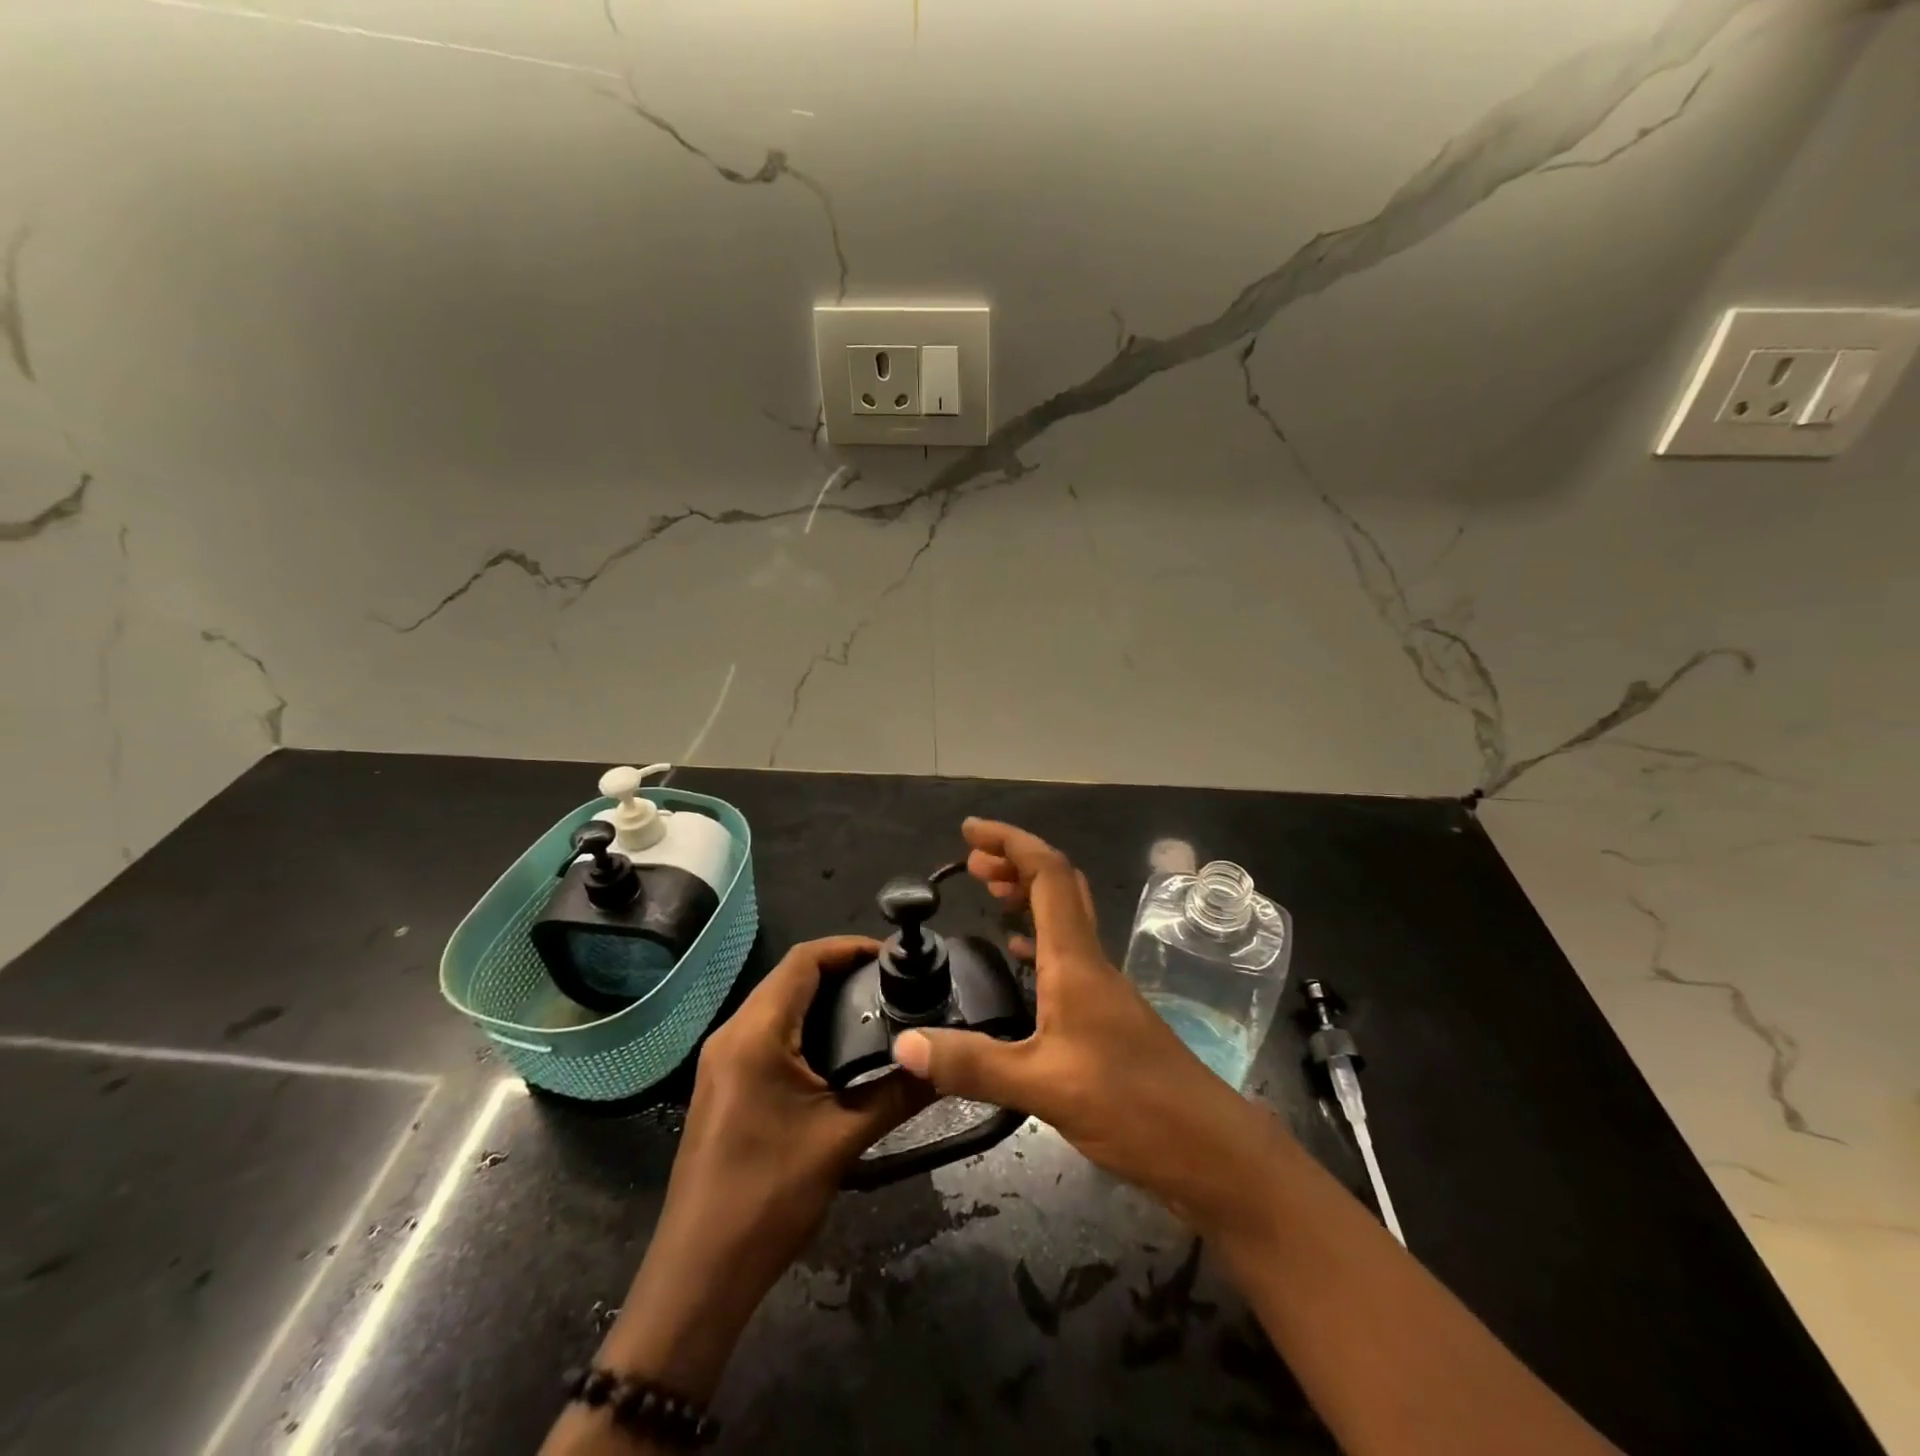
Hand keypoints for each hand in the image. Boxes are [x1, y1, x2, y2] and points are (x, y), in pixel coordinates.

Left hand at [598, 937, 927, 1395]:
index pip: (804, 960)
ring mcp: (722, 1060)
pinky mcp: (724, 1084)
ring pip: (778, 1004)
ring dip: (823, 998)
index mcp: (755, 1034)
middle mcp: (732, 1034)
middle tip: (894, 982)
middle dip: (842, 971)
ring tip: (876, 1009)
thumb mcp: (841, 1141)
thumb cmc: (768, 1198)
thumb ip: (897, 1094)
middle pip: (790, 977)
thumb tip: (943, 1064)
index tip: (894, 956)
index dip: (849, 948)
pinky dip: (805, 1025)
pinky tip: (840, 1050)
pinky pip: (767, 1033)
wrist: (699, 1275)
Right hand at [891, 819, 1284, 1237]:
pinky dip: (1037, 939)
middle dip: (1015, 861)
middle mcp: (1091, 962)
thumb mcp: (1045, 1087)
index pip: (1048, 875)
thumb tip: (904, 1044)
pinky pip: (1066, 956)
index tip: (969, 831)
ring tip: (988, 891)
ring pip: (1064, 919)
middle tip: (971, 861)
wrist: (1212, 1151)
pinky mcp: (1107, 1017)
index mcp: (1076, 961)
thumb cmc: (1134, 1107)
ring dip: (1027, 895)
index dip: (1010, 842)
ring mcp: (1103, 989)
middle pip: (1058, 887)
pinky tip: (1018, 955)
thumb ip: (973, 1065)